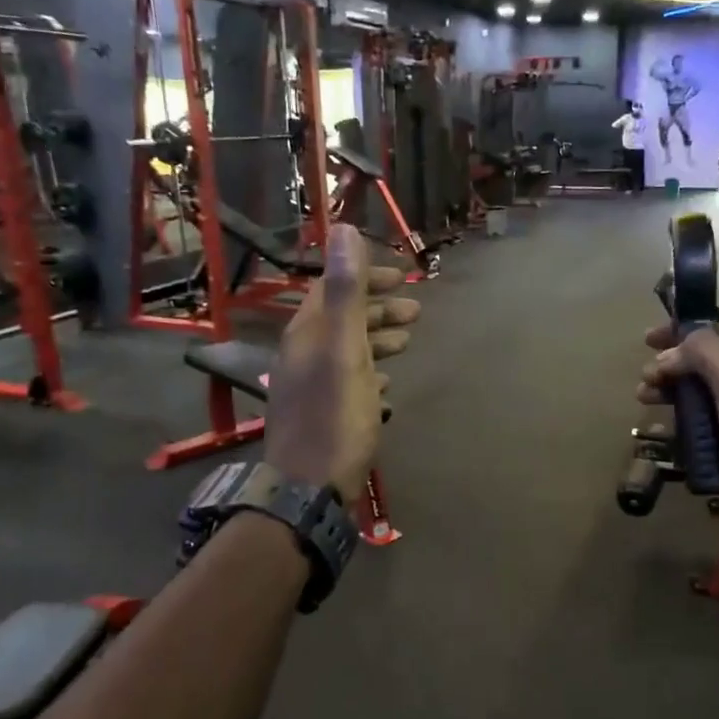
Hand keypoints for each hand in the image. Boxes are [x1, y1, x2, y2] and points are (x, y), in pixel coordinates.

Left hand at [266, 225, 419, 497]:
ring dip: (377, 339)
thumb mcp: (345, 351)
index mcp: (307, 333)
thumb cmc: (334, 418)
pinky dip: (369, 371)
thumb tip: (343, 229)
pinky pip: (347, 379)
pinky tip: (387, 382)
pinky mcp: (320, 414)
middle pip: (341, 318)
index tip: (403, 278)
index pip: (334, 288)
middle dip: (378, 309)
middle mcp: (303, 354)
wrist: (309, 489)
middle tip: (416, 312)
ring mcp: (309, 386)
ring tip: (408, 342)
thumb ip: (346, 292)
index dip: (366, 277)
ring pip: (346, 349)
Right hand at [638, 321, 718, 550]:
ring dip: (669, 389)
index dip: (680, 329)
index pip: (713, 332)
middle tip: (644, 378)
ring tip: (644, 399)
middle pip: (701, 361)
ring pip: (697, 391)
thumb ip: (707, 356)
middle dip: (669, 362)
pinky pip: (699, 422)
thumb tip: (669, 353)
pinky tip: (664, 428)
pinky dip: (678, 418)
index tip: (647, 339)